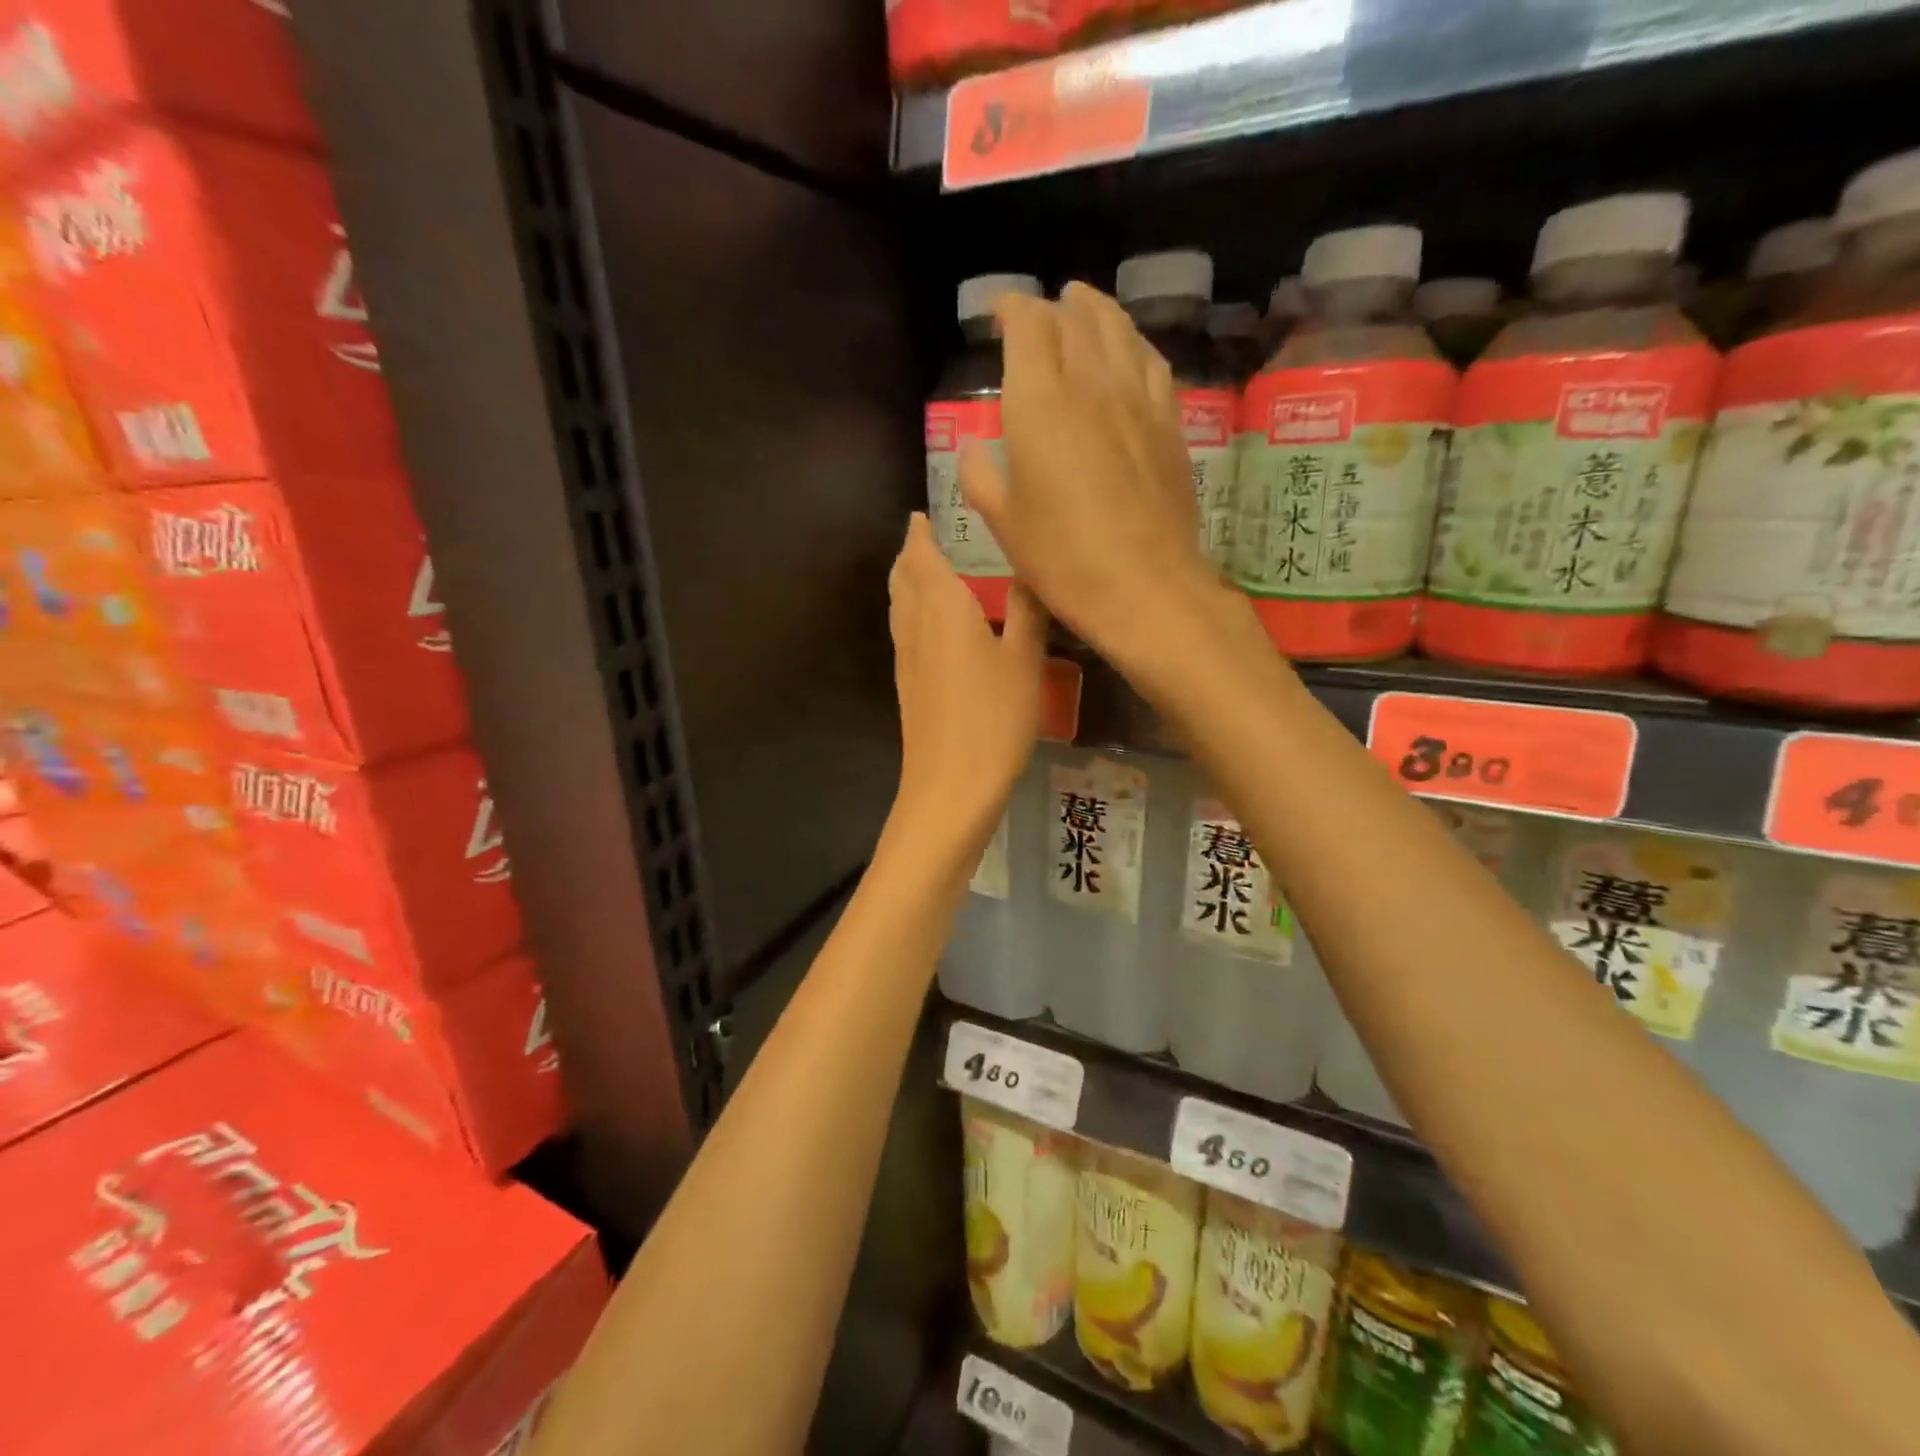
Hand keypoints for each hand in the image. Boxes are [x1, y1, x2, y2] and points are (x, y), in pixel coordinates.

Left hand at [888, 512, 1045, 841]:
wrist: (950, 786)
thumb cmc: (994, 718)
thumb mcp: (1025, 661)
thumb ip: (1026, 612)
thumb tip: (1030, 570)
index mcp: (942, 609)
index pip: (922, 557)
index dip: (920, 534)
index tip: (922, 515)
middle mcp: (915, 627)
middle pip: (903, 580)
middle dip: (910, 554)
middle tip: (925, 537)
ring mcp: (906, 659)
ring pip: (898, 607)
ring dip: (906, 583)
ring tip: (924, 572)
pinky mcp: (907, 687)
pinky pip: (904, 633)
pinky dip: (911, 613)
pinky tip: (931, 627)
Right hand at [958, 283, 1227, 664]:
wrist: (1145, 585)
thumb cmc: (1062, 559)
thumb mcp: (1004, 523)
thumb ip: (981, 476)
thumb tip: (975, 449)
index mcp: (1039, 402)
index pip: (1028, 324)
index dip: (1011, 308)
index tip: (998, 312)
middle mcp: (1090, 381)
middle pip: (1072, 319)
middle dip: (1049, 309)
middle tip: (1036, 317)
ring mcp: (1137, 397)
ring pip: (1117, 329)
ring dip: (1095, 311)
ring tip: (1082, 306)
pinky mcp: (1170, 420)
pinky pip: (1151, 361)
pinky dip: (1133, 343)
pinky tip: (1128, 349)